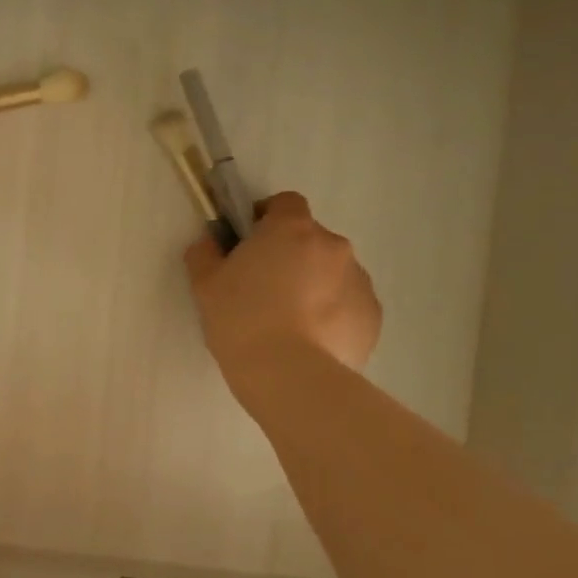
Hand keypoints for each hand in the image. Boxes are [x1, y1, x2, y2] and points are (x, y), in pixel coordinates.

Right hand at [185, 192, 381, 409]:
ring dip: (313, 285)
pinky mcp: (373, 315)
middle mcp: (333, 246)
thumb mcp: (205, 285)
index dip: (267, 218)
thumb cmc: (241, 320)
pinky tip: (309, 340)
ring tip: (289, 322)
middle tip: (264, 289)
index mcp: (292, 230)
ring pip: (332, 272)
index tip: (250, 243)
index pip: (286, 203)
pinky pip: (348, 303)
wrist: (288, 374)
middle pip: (310, 239)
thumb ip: (205, 254)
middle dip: (291, 256)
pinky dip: (331, 313)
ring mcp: (359, 280)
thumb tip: (210, 243)